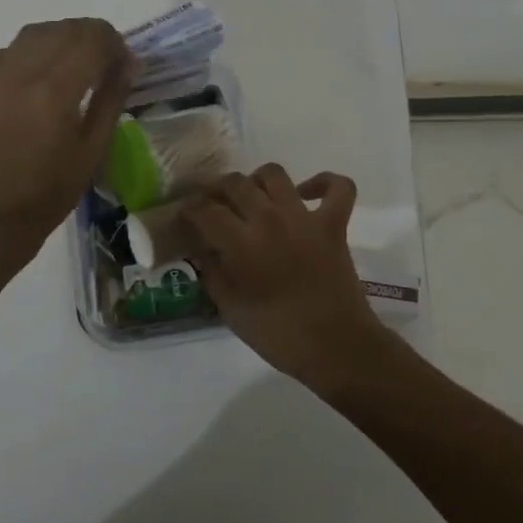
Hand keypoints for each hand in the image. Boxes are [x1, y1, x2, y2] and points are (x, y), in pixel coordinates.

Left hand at [0, 19, 135, 255]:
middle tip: (105, 63)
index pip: (92, 39)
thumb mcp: (94, 148)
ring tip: (75, 63)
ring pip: (36, 32)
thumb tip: (130, 62)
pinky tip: (40, 74)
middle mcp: (22, 72)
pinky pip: (10, 49)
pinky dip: (32, 50)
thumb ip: (112, 98)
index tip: (124, 63)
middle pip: (65, 29)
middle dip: (92, 37)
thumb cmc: (52, 190)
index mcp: (55, 91)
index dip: (115, 43)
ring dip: (62, 38)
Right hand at [180, 164, 389, 390]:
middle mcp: (269, 219)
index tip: (184, 218)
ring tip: (253, 198)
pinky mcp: (334, 223)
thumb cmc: (277, 334)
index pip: (204, 210)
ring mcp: (304, 217)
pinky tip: (307, 193)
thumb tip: (200, 248)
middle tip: (214, 207)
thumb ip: (211, 271)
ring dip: (257, 180)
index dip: (189, 210)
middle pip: (234, 183)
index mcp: (241, 243)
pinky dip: (323, 183)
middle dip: (216, 191)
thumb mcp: (230, 309)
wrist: (336, 347)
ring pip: (274, 174)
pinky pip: (337, 187)